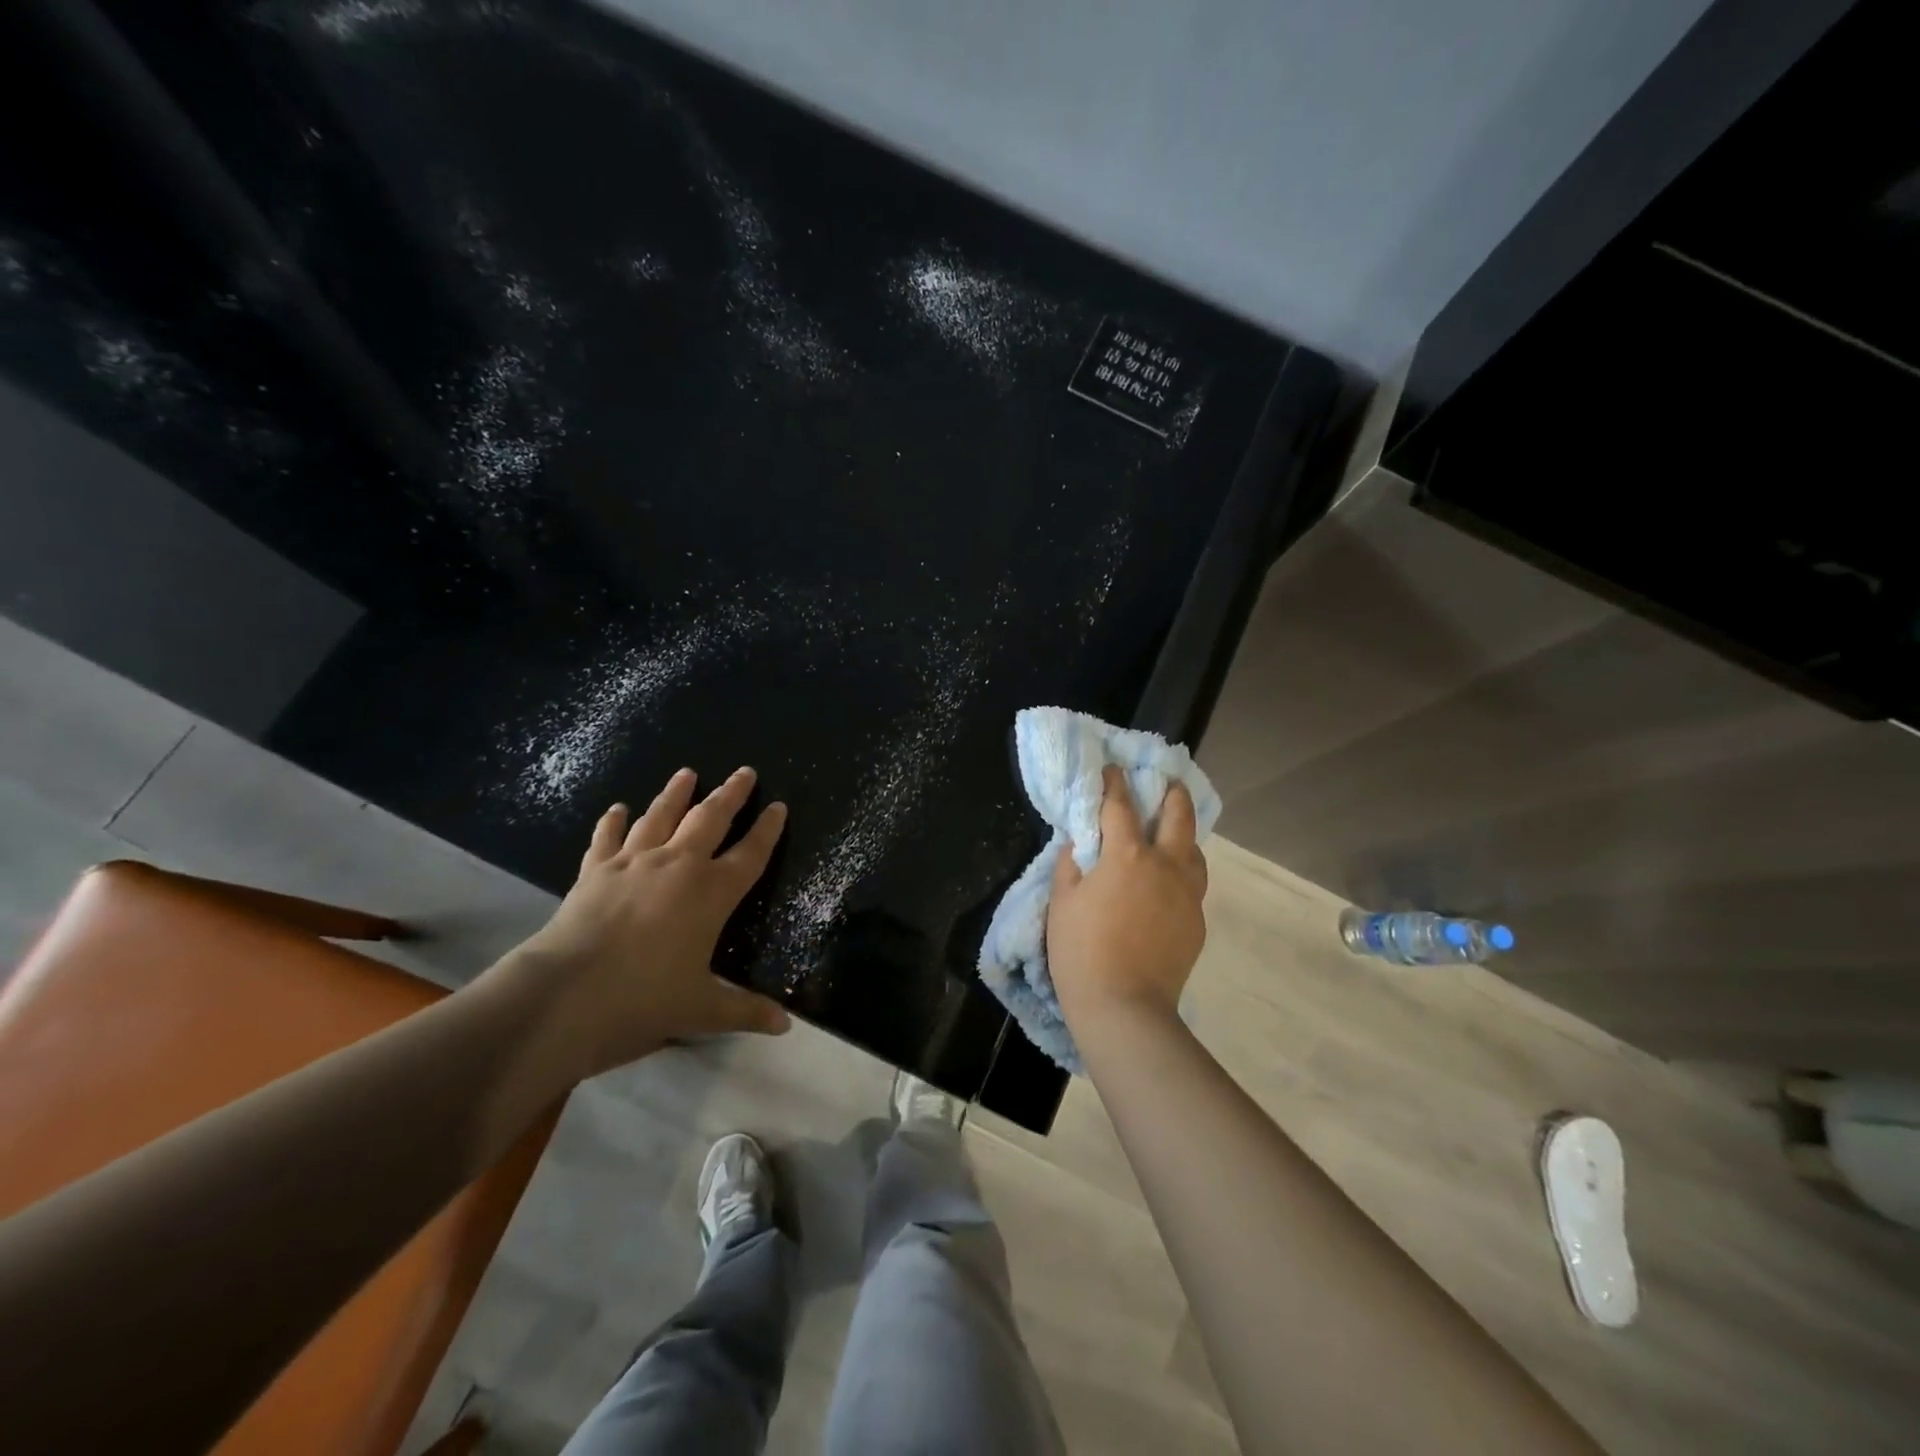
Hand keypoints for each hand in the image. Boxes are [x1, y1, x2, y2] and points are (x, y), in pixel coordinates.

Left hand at [486, 766, 791, 1079]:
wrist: (562, 998)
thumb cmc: (643, 1001)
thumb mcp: (701, 1010)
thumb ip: (745, 1011)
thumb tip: (785, 1026)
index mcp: (711, 893)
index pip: (751, 854)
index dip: (768, 830)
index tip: (779, 806)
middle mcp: (677, 866)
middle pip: (710, 819)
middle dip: (730, 794)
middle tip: (744, 772)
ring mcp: (632, 864)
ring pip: (660, 817)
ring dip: (675, 793)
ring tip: (686, 773)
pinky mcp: (594, 873)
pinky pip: (607, 839)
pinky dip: (613, 822)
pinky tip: (617, 808)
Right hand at [1047, 764, 1207, 1029]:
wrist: (1125, 1007)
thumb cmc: (1081, 951)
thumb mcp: (1062, 902)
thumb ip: (1071, 864)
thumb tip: (1080, 843)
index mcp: (1127, 855)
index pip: (1120, 806)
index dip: (1114, 783)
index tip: (1112, 769)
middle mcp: (1166, 865)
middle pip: (1178, 815)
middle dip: (1172, 793)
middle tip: (1165, 783)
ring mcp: (1188, 894)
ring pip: (1195, 850)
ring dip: (1183, 834)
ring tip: (1171, 833)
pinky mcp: (1197, 921)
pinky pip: (1193, 885)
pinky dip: (1182, 872)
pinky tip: (1168, 884)